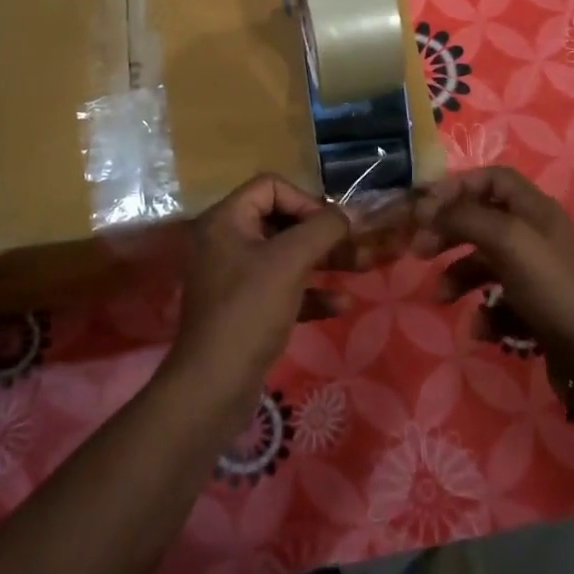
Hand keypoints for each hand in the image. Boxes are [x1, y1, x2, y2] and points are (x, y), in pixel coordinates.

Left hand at [168, 174, 352, 411]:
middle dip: (322, 234)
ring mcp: (234, 277)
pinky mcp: (245, 309)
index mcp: (226, 221)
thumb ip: (324, 229)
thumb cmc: (250, 310)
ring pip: (286, 256)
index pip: (271, 187)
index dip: (305, 200)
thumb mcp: (290, 261)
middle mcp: (226, 242)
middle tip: (356, 247)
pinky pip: (282, 288)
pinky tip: (341, 305)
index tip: (330, 226)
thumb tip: (350, 213)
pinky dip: (310, 292)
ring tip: (360, 268)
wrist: (213, 386)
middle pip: (281, 221)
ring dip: (323, 261)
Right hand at [413, 167, 573, 389]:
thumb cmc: (551, 286)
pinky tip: (482, 329)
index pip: (492, 179)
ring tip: (442, 297)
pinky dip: (485, 313)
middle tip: (419, 249)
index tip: (426, 207)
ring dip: (458, 277)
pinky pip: (499, 302)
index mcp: (534, 209)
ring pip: (485, 264)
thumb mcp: (506, 240)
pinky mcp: (535, 308)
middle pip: (483, 219)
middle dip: (449, 233)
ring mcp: (536, 273)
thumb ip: (463, 217)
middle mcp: (535, 235)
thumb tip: (425, 208)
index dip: (458, 186)